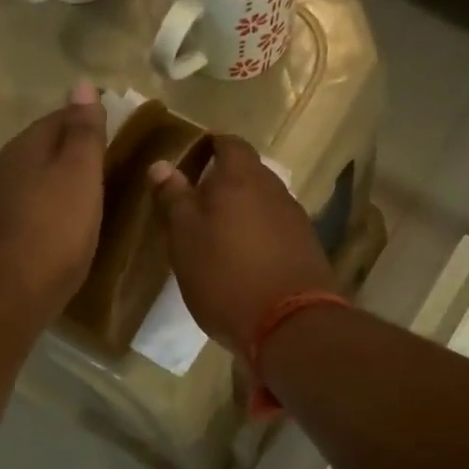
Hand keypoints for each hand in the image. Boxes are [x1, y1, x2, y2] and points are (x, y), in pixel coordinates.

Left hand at [0, 84, 107, 323]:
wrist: (5, 298)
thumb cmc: (53, 234)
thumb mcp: (79, 177)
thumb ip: (83, 133)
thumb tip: (80, 84)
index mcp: (23, 149)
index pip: (57, 119)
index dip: (85, 122)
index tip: (114, 135)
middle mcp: (0, 169)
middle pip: (40, 150)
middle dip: (69, 154)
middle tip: (104, 170)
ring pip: (29, 182)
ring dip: (54, 185)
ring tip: (84, 201)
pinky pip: (22, 212)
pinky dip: (43, 213)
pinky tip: (57, 231)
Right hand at [148, 135, 334, 351]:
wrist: (290, 324)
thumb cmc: (225, 277)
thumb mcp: (185, 240)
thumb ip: (173, 200)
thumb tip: (161, 165)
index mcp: (241, 178)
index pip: (228, 144)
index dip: (210, 147)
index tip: (191, 160)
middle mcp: (274, 190)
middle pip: (249, 173)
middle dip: (225, 182)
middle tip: (198, 203)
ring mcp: (296, 220)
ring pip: (264, 203)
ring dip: (244, 211)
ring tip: (220, 235)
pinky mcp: (308, 249)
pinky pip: (277, 230)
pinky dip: (260, 236)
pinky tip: (246, 260)